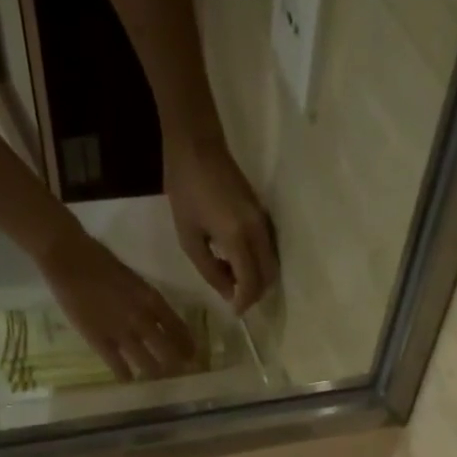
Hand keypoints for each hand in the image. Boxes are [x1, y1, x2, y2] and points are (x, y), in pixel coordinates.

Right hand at [37, 227, 194, 380]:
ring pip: (147, 363)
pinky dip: (126, 376)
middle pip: (168, 350)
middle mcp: (142, 319)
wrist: (67, 257)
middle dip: (177, 365)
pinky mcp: (100, 341)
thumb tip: (157, 319)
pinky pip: (118, 366)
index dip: (187, 345)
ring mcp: (122, 332)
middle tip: (180, 373)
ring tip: (158, 380)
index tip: (193, 356)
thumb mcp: (133, 279)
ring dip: (155, 373)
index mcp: (152, 300)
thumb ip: (146, 301)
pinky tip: (129, 381)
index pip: (178, 328)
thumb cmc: (99, 260)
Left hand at [164, 137, 278, 312]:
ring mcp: (263, 221)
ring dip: (256, 278)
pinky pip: (268, 249)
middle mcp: (257, 232)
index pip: (252, 282)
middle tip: (234, 297)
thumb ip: (209, 269)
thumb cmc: (186, 189)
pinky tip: (234, 259)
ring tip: (231, 278)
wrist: (198, 144)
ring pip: (271, 263)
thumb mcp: (188, 236)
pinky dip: (257, 262)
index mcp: (238, 238)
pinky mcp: (263, 214)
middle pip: (268, 276)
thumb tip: (228, 292)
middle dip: (255, 293)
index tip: (234, 311)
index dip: (245, 302)